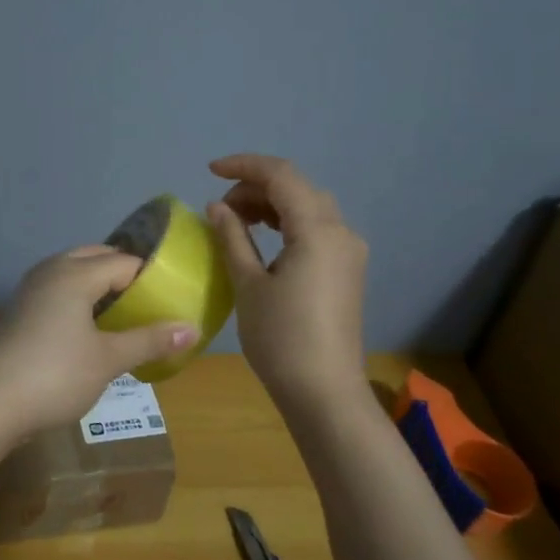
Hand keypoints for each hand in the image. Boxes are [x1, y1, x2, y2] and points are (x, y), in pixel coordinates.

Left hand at [0, 245, 200, 437]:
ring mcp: (31, 290)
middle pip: (94, 257)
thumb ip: (150, 340)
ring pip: (72, 272)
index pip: (123, 262)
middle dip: (122, 272)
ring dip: (98, 284)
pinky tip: (90, 326)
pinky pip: (58, 290)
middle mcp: (51, 272)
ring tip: (124, 311)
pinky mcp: (20, 311)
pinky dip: (78, 298)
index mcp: (74, 274)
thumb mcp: (109, 359)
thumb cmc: (56, 375)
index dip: (150, 276)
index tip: (173, 295)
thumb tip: (193, 329)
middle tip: (150, 299)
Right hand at [205, 154, 368, 411]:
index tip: (211, 171)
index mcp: (318, 230)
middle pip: (298, 188)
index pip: (282, 175)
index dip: (244, 166)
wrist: (324, 392)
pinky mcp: (347, 270)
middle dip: (256, 186)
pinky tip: (264, 238)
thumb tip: (218, 207)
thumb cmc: (281, 338)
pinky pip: (317, 229)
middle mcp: (341, 232)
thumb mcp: (248, 284)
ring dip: (272, 204)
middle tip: (220, 207)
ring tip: (236, 219)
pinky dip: (288, 222)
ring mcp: (349, 252)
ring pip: (309, 207)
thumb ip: (233, 237)